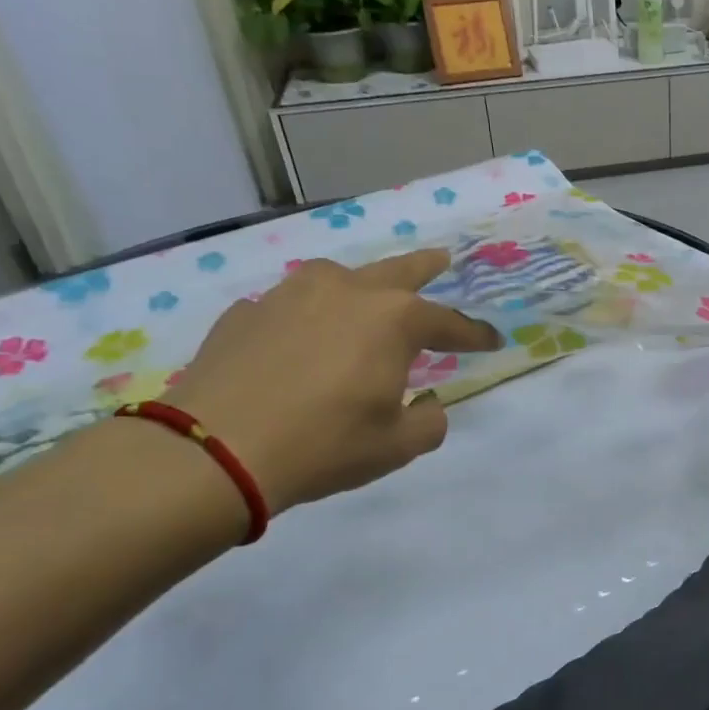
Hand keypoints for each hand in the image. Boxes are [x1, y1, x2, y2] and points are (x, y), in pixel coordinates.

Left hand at [165, 250, 499, 514]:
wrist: (215, 450)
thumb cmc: (325, 444)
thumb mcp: (397, 446)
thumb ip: (429, 422)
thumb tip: (427, 405)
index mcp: (393, 320)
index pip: (449, 323)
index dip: (475, 334)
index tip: (493, 340)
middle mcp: (346, 292)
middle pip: (397, 271)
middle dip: (426, 266)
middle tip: (443, 259)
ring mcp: (289, 295)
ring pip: (336, 277)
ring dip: (359, 286)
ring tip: (363, 298)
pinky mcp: (246, 313)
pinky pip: (288, 306)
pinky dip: (303, 318)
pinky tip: (297, 339)